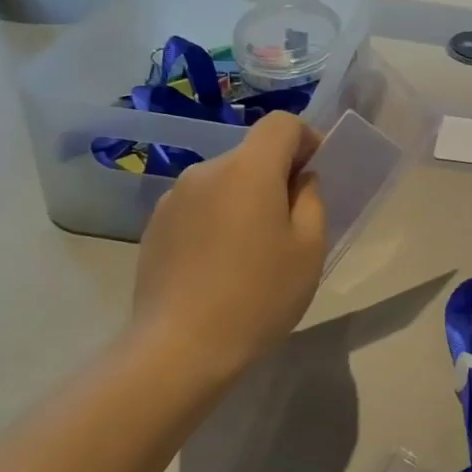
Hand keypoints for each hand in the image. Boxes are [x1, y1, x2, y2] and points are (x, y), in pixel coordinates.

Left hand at [130, 112, 326, 384]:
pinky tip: (219, 265)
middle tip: (291, 224)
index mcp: (248, 170)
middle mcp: (206, 171)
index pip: (281, 123)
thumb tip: (300, 179)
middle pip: (251, 154)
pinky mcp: (155, 226)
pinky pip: (199, 206)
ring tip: (253, 251)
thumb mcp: (309, 249)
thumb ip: (312, 200)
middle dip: (277, 176)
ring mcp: (174, 198)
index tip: (316, 175)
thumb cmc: (258, 297)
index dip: (306, 139)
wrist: (180, 348)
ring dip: (245, 199)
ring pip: (224, 182)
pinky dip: (217, 219)